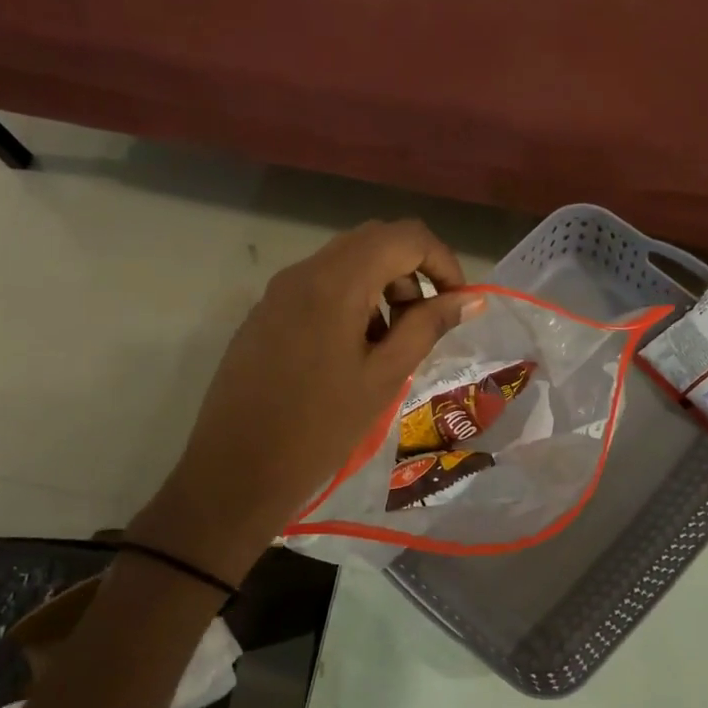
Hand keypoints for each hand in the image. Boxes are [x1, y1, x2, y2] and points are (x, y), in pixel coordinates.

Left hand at [135, 220, 478, 580]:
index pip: (405, 237)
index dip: (442, 261)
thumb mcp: (384, 377)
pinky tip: (351, 355)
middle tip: (426, 324)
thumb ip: (427, 327)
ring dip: (381, 289)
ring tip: (390, 346)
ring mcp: (277, 293)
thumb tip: (469, 299)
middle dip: (412, 273)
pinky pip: (317, 289)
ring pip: (344, 265)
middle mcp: (303, 272)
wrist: (237, 471)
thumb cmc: (320, 428)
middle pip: (373, 242)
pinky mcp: (263, 316)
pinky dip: (350, 304)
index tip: (458, 303)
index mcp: (336, 282)